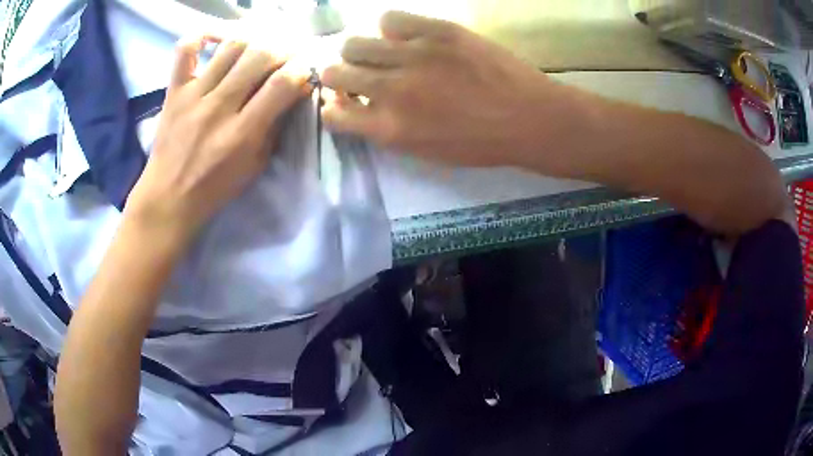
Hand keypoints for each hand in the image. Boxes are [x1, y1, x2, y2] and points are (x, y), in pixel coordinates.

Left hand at [125, 35, 310, 241]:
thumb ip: (274, 127)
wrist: (168, 197)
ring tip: (255, 50)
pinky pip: (185, 51)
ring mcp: (194, 95)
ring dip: (252, 42)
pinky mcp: (175, 91)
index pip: (281, 84)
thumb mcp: (255, 165)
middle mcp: (219, 107)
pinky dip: (201, 37)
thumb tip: (294, 92)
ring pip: (230, 47)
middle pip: (259, 56)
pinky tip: (215, 40)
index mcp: (242, 133)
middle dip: (281, 50)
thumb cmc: (214, 188)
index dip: (301, 69)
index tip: (304, 70)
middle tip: (284, 56)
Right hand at [320, 11, 559, 167]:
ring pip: (355, 43)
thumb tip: (358, 106)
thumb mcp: (426, 151)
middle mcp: (392, 90)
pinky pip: (391, 19)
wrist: (530, 118)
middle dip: (338, 75)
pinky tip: (406, 37)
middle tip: (357, 74)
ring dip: (360, 51)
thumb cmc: (481, 144)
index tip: (343, 100)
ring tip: (381, 53)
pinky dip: (391, 28)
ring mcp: (413, 55)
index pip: (332, 113)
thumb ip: (386, 130)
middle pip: (334, 72)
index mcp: (389, 128)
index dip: (333, 105)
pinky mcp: (437, 31)